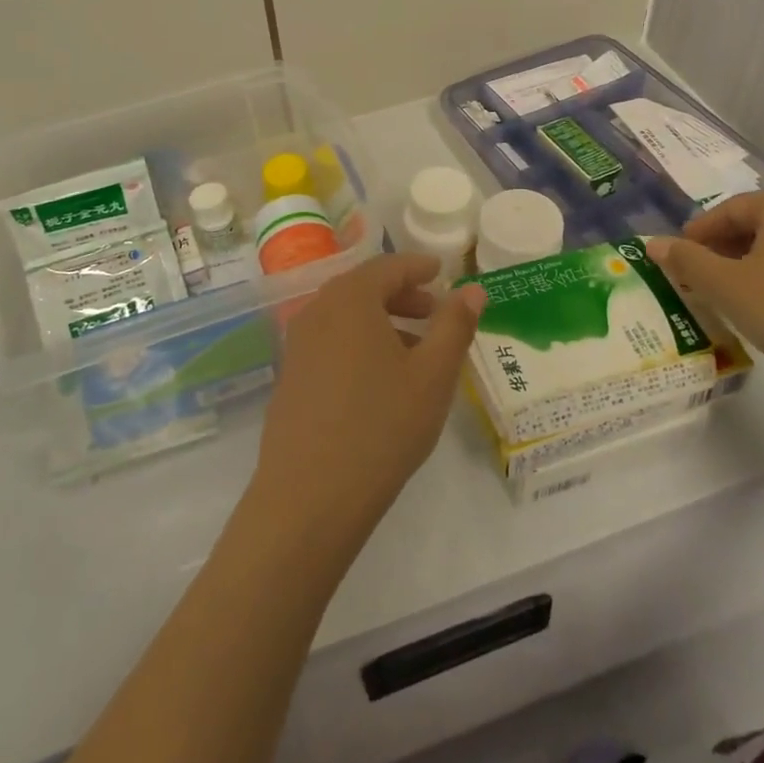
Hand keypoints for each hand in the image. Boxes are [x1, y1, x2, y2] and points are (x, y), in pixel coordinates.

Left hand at [252, 254, 485, 537]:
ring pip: (346, 317)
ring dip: (382, 321)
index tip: (442, 271)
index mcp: (351, 299)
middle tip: (435, 311)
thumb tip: (472, 290)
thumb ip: (455, 325)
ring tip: (416, 350)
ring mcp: (298, 344)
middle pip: (364, 288)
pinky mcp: (290, 375)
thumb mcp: (433, 375)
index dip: (418, 267)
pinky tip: (380, 379)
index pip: (389, 266)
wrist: (309, 495)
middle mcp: (318, 310)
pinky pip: (330, 341)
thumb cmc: (382, 426)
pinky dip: (359, 343)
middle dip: (402, 295)